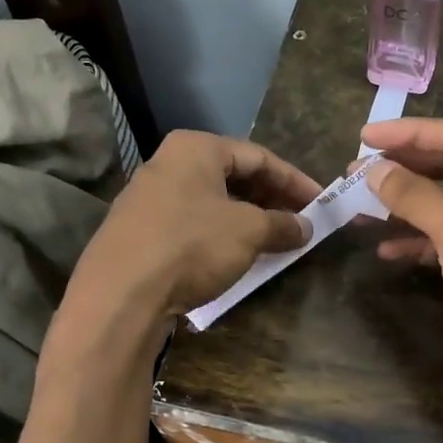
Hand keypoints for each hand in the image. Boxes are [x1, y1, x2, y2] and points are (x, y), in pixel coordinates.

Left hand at [70, 130, 320, 317]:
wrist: (120, 293)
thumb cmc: (192, 245)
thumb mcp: (248, 232)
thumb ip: (282, 224)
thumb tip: (305, 226)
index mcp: (196, 149)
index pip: (259, 156)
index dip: (295, 181)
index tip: (321, 203)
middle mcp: (169, 164)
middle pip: (234, 177)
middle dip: (271, 200)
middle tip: (300, 222)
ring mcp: (150, 198)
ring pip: (213, 202)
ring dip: (248, 220)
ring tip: (275, 241)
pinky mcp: (141, 232)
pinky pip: (193, 224)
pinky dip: (221, 235)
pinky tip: (237, 256)